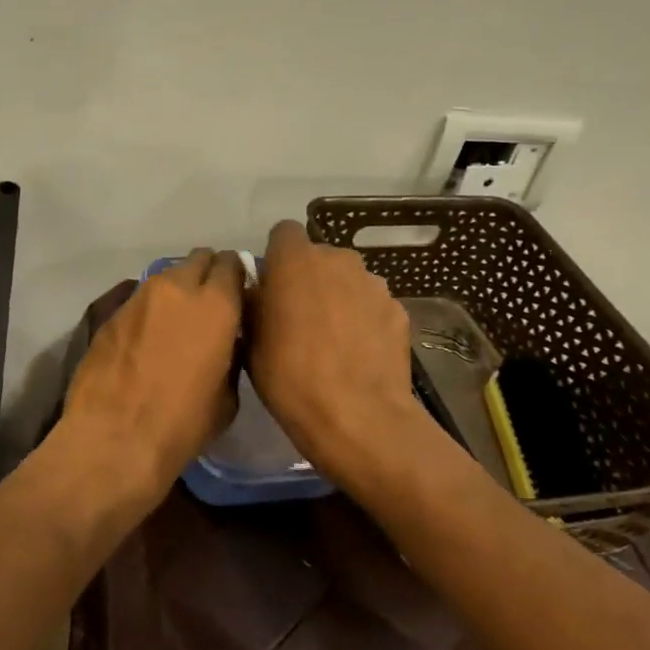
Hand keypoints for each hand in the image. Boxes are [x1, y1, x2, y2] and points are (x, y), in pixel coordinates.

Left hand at [62, 249, 244, 493]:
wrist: (113, 439)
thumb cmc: (182, 425)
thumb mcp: (227, 397)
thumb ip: (231, 354)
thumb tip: (226, 341)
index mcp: (216, 304)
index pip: (232, 264)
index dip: (237, 277)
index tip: (238, 296)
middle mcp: (177, 288)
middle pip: (198, 259)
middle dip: (207, 274)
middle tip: (209, 304)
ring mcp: (139, 296)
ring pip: (166, 276)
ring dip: (177, 291)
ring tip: (176, 322)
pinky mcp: (110, 312)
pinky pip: (139, 298)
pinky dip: (150, 309)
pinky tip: (147, 338)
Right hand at [246, 221, 419, 475]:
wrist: (357, 416)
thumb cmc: (289, 375)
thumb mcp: (250, 339)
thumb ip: (254, 302)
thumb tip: (259, 291)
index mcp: (295, 259)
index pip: (284, 232)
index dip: (277, 256)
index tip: (272, 285)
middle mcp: (337, 259)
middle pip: (319, 256)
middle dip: (309, 277)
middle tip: (299, 316)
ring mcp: (373, 284)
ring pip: (348, 280)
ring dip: (339, 297)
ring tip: (333, 339)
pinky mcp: (398, 310)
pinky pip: (372, 306)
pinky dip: (364, 320)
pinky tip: (359, 354)